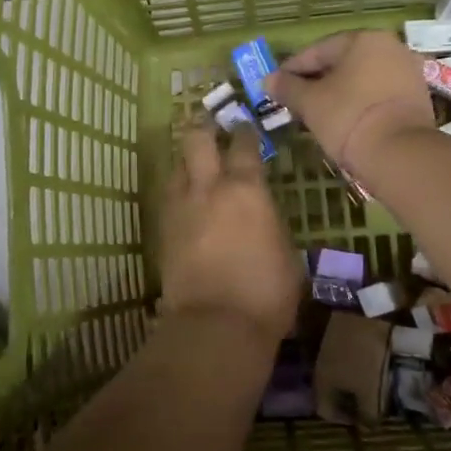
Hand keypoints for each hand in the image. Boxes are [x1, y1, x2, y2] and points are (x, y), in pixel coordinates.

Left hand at [158, 122, 300, 341]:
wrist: (215, 325)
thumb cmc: (266, 292)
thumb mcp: (287, 254)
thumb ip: (271, 224)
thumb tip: (264, 217)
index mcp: (247, 189)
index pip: (244, 145)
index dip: (245, 132)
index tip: (245, 126)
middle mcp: (209, 188)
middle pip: (197, 140)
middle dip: (204, 128)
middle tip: (211, 127)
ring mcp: (181, 207)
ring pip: (176, 165)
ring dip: (186, 159)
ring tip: (195, 163)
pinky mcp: (163, 230)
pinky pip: (168, 196)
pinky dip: (177, 190)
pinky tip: (185, 199)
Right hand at [266, 31, 435, 176]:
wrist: (400, 153)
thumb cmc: (348, 117)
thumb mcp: (310, 102)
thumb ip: (287, 87)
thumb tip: (268, 80)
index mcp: (363, 39)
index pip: (318, 51)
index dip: (292, 69)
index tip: (275, 85)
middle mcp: (390, 47)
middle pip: (342, 63)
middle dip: (316, 81)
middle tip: (294, 101)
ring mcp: (408, 72)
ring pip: (361, 79)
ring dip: (337, 93)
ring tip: (316, 114)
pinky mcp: (417, 97)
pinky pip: (378, 94)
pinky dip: (359, 103)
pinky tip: (343, 121)